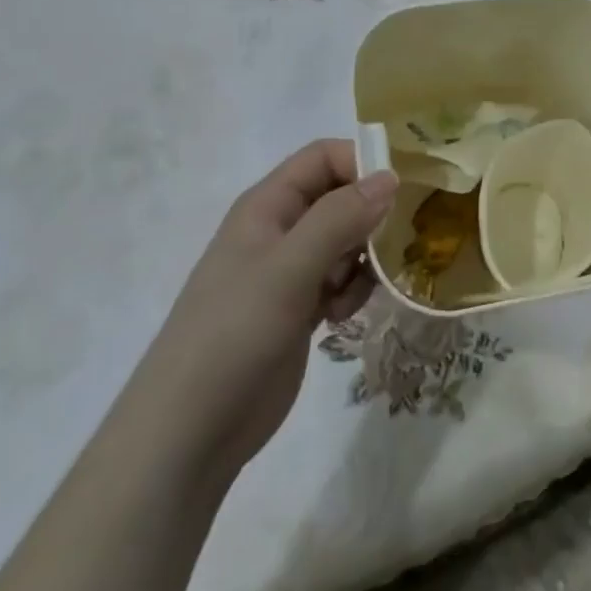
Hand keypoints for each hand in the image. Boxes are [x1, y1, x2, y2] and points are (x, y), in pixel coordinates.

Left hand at [163, 140, 396, 471]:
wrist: (190, 432)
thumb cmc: (235, 333)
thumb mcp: (289, 267)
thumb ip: (340, 217)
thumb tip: (389, 176)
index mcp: (268, 206)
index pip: (324, 158)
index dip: (361, 164)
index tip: (400, 194)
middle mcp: (280, 230)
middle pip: (340, 198)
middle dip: (372, 216)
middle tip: (397, 243)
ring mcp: (288, 272)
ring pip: (345, 241)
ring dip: (365, 258)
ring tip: (360, 289)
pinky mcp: (298, 310)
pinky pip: (340, 280)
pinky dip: (352, 290)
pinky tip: (343, 316)